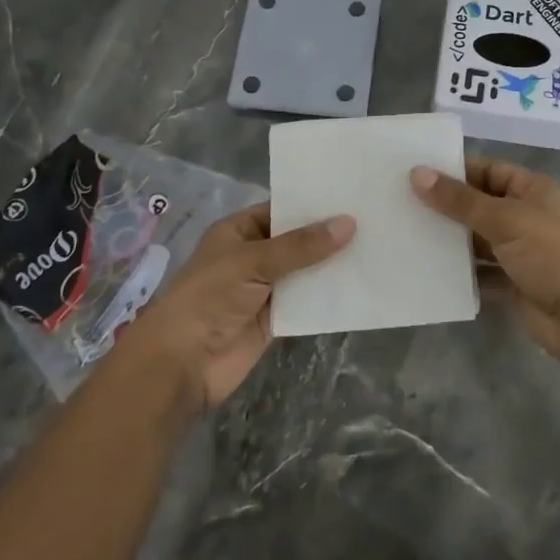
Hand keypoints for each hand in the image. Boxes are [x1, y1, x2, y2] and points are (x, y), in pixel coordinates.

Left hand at [131, 203, 353, 411]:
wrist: (182, 364)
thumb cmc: (209, 297)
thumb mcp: (254, 261)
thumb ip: (301, 245)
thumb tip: (349, 223)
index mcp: (238, 231)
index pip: (281, 210)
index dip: (312, 204)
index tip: (352, 195)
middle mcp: (252, 256)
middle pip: (297, 241)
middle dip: (328, 235)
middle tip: (375, 219)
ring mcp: (265, 289)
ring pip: (305, 272)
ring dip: (333, 265)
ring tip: (377, 247)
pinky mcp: (275, 320)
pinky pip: (307, 303)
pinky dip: (329, 296)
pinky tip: (361, 284)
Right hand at [412, 159, 559, 372]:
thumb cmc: (551, 255)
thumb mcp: (505, 220)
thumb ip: (460, 200)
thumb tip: (417, 174)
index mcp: (530, 190)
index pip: (487, 170)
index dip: (455, 170)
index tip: (414, 172)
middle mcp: (524, 216)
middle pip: (478, 205)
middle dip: (445, 206)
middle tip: (399, 202)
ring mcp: (518, 251)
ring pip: (475, 239)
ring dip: (448, 240)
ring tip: (404, 233)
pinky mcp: (512, 283)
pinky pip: (478, 272)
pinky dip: (457, 272)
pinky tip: (424, 269)